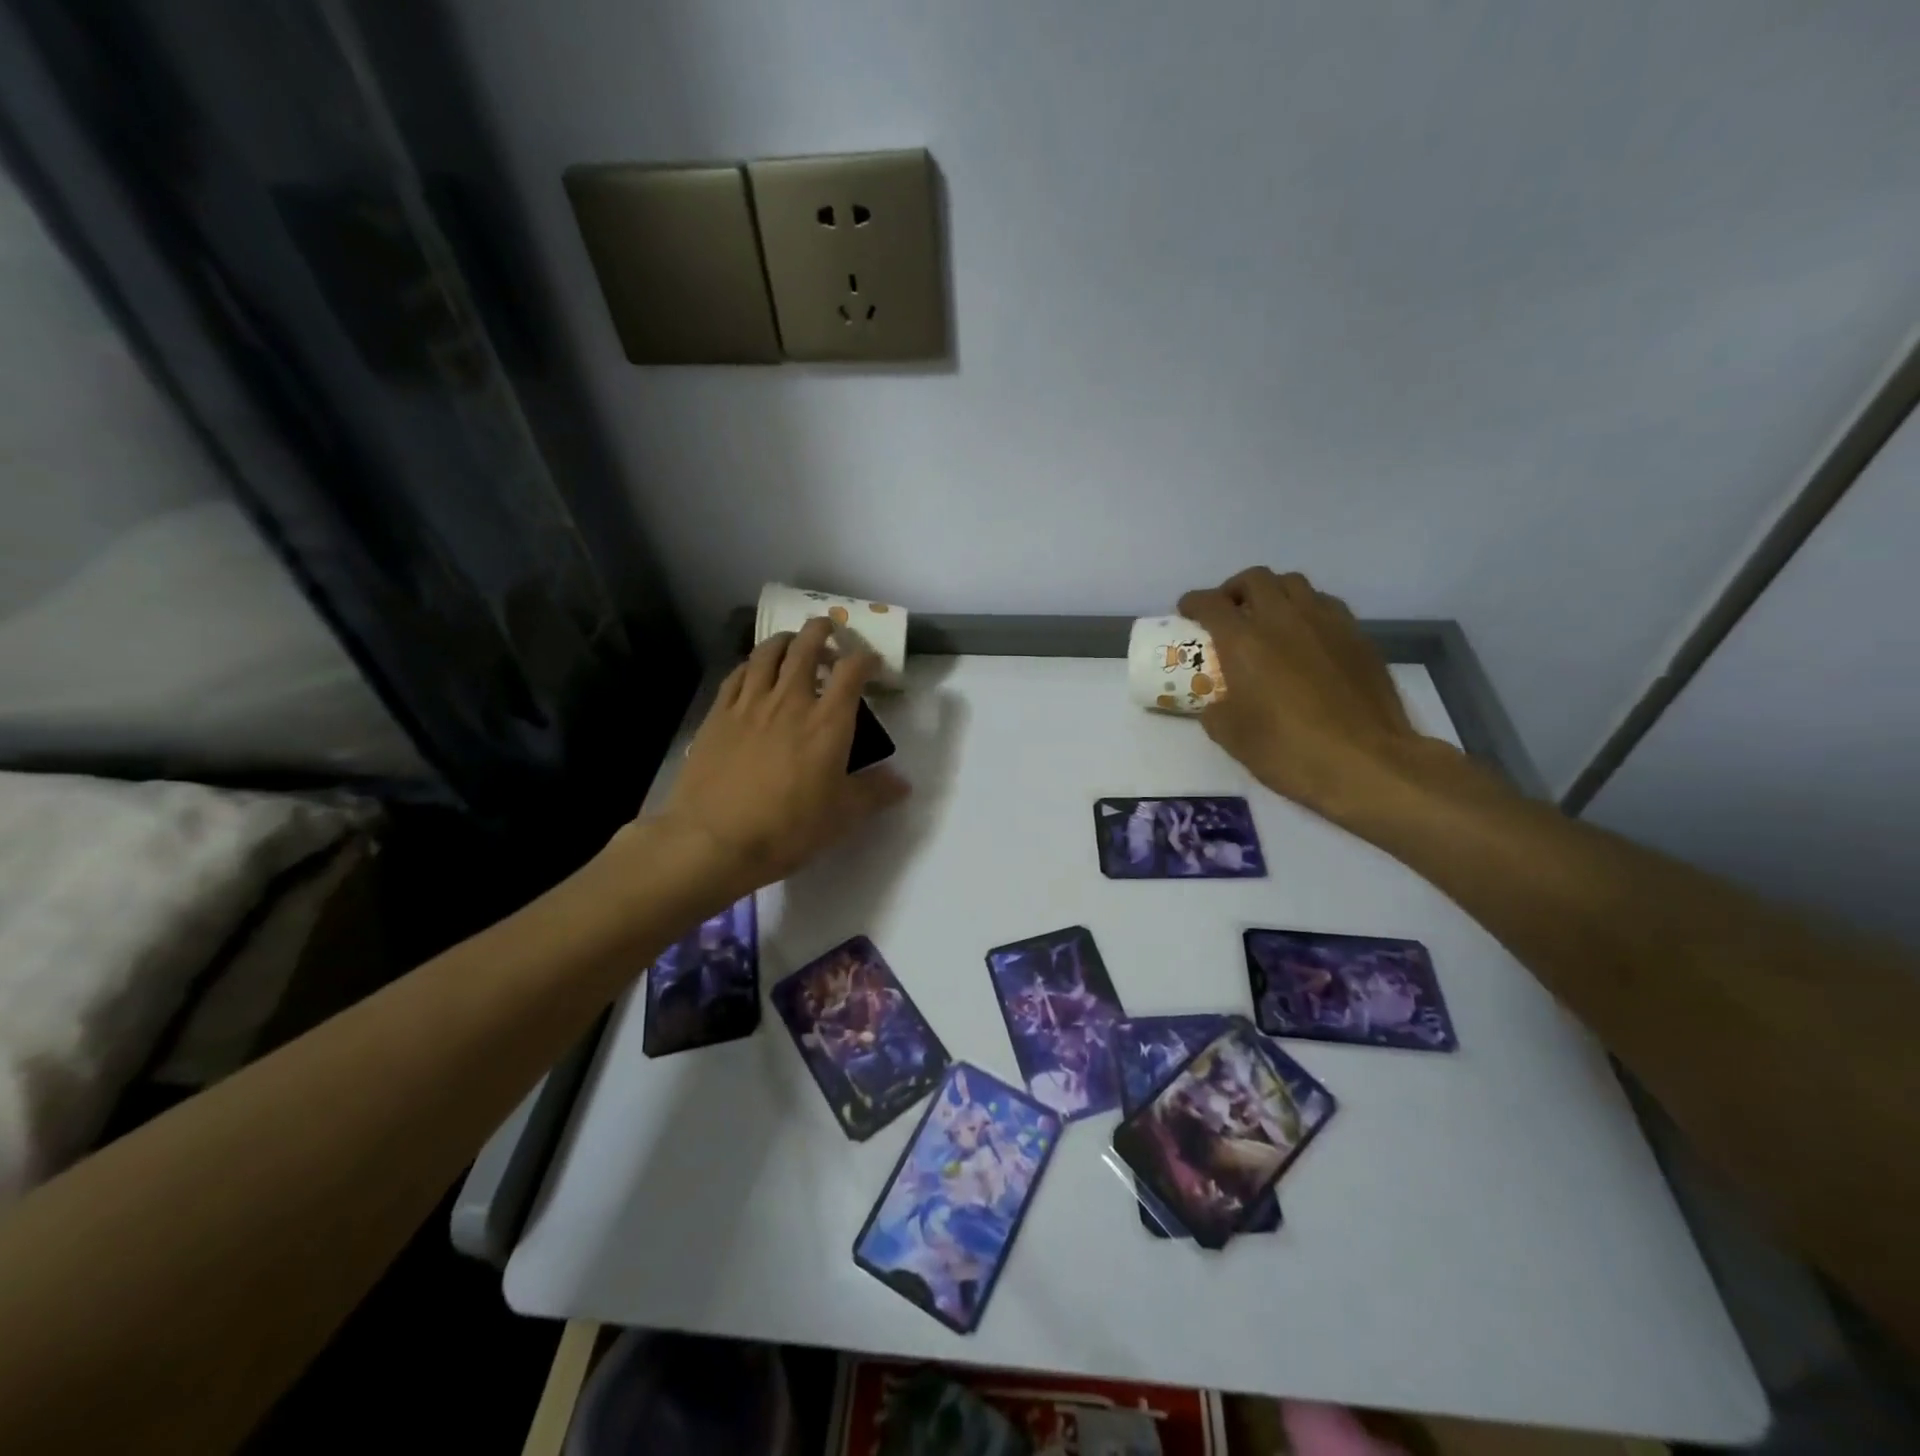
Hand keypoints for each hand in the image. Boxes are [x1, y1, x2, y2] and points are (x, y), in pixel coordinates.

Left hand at [655, 618, 909, 894]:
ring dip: (785, 640)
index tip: (871, 662)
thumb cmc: (788, 829)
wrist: (714, 840)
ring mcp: (750, 704)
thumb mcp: (842, 817)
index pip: (852, 671)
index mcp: (828, 722)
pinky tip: (753, 671)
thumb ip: (875, 793)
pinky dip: (751, 664)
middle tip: (829, 631)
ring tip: (792, 642)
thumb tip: (903, 783)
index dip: (865, 658)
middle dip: (821, 631)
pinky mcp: (718, 714)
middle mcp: (790, 701)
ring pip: (768, 652)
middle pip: (806, 647)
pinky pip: (737, 674)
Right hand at [1177, 568, 1434, 823]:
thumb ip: (1215, 710)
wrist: (1366, 762)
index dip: (1194, 602)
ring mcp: (1326, 623)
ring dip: (1273, 593)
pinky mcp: (1357, 636)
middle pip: (1255, 579)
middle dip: (1234, 589)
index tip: (1187, 610)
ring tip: (1267, 617)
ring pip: (1294, 584)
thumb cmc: (1289, 750)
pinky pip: (1325, 604)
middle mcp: (1283, 619)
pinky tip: (1305, 636)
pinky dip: (1306, 609)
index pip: (1211, 604)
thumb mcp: (1232, 737)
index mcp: (1244, 642)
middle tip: (1228, 611)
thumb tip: (1216, 702)